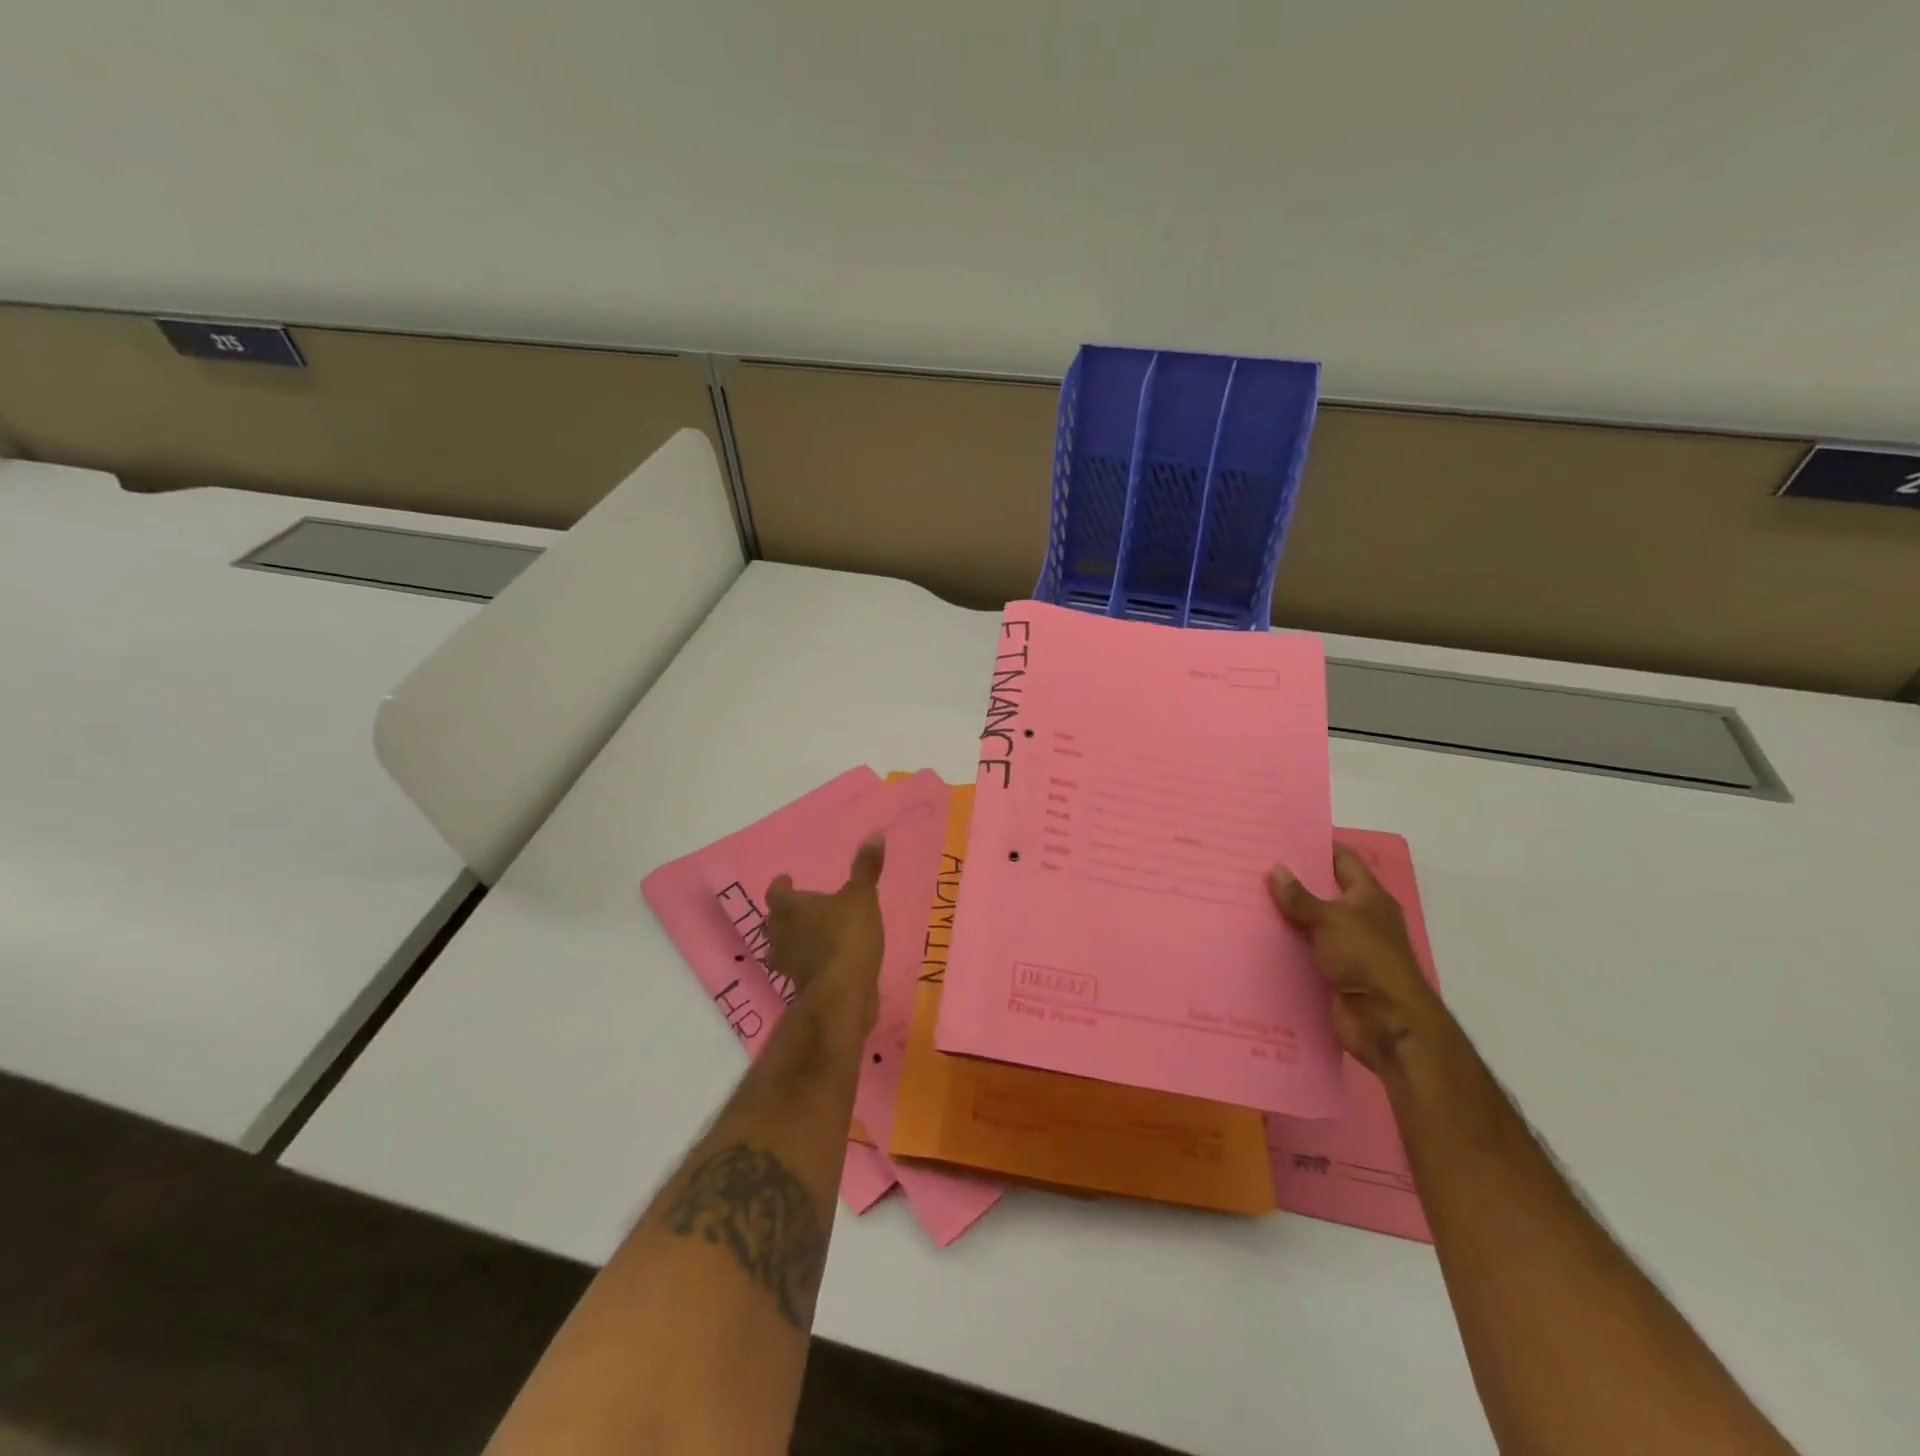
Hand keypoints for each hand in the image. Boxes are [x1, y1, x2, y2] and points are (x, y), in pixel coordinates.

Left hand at [764, 835, 885, 1028]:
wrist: (842, 993)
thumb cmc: (847, 936)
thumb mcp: (862, 897)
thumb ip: (866, 868)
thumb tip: (874, 833)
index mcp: (789, 908)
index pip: (776, 892)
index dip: (781, 885)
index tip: (786, 878)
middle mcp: (780, 935)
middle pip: (774, 921)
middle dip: (784, 914)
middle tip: (798, 907)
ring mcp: (788, 965)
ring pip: (783, 947)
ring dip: (794, 940)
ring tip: (810, 934)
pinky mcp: (801, 987)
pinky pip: (800, 968)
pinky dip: (809, 962)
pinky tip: (824, 961)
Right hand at [1269, 845, 1445, 1076]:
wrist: (1388, 1024)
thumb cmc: (1367, 959)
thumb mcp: (1331, 920)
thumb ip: (1300, 897)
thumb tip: (1275, 869)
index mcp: (1369, 898)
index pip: (1343, 860)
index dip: (1317, 846)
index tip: (1281, 836)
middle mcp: (1359, 919)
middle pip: (1322, 892)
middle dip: (1291, 880)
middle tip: (1251, 865)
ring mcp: (1346, 948)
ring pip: (1308, 923)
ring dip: (1283, 915)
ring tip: (1243, 897)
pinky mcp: (1331, 974)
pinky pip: (1302, 952)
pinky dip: (1282, 946)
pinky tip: (1251, 937)